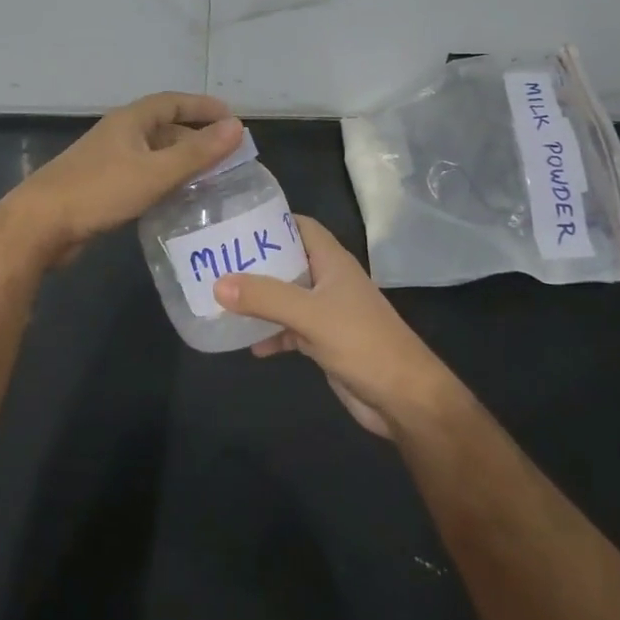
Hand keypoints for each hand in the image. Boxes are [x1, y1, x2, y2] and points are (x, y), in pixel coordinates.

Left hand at [10, 92, 242, 262]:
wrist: (41, 224)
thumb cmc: (100, 191)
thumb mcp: (155, 171)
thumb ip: (196, 152)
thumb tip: (237, 126)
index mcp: (130, 121)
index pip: (172, 102)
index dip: (202, 106)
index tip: (232, 118)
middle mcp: (119, 135)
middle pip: (163, 128)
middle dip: (195, 138)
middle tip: (226, 155)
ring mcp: (107, 161)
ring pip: (153, 154)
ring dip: (180, 161)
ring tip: (210, 178)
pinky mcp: (101, 186)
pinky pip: (142, 175)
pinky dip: (163, 181)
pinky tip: (177, 199)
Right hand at [214, 217, 461, 439]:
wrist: (403, 398)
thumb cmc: (362, 343)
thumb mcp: (311, 315)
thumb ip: (266, 297)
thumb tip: (218, 284)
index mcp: (332, 262)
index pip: (300, 226)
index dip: (271, 221)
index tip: (234, 224)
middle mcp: (329, 281)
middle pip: (287, 261)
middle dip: (255, 261)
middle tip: (216, 261)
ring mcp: (327, 312)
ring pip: (286, 297)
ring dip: (259, 299)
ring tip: (221, 298)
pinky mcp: (324, 342)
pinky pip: (290, 329)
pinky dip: (271, 334)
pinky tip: (248, 344)